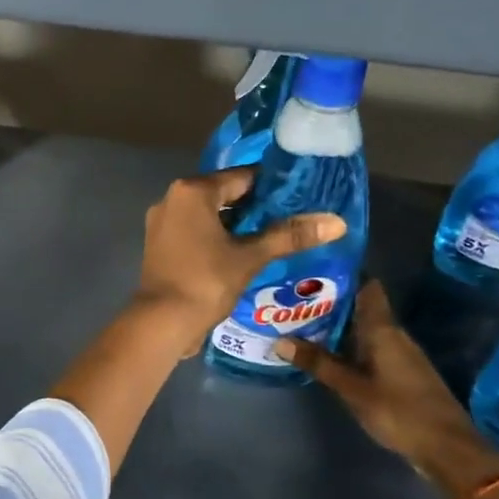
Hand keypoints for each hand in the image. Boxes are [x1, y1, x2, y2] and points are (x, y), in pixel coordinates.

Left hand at [133, 168, 345, 350]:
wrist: (161, 322)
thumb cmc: (206, 282)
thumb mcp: (251, 257)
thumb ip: (290, 236)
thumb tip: (337, 222)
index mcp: (192, 190)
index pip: (242, 177)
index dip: (273, 187)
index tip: (300, 197)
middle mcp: (172, 198)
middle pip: (224, 194)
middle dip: (256, 206)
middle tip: (291, 218)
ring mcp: (162, 222)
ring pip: (209, 214)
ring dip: (237, 224)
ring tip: (273, 236)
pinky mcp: (160, 244)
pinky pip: (195, 230)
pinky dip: (217, 237)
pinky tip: (242, 252)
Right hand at [274, 282, 498, 496]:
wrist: (447, 448)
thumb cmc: (399, 411)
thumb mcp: (351, 389)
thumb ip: (318, 363)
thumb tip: (280, 340)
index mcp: (383, 330)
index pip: (368, 287)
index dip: (345, 273)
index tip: (315, 268)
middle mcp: (394, 335)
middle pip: (362, 308)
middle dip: (332, 302)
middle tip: (295, 298)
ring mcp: (401, 355)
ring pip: (365, 329)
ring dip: (339, 326)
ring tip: (303, 323)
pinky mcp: (402, 374)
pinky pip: (371, 348)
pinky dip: (350, 346)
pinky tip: (329, 354)